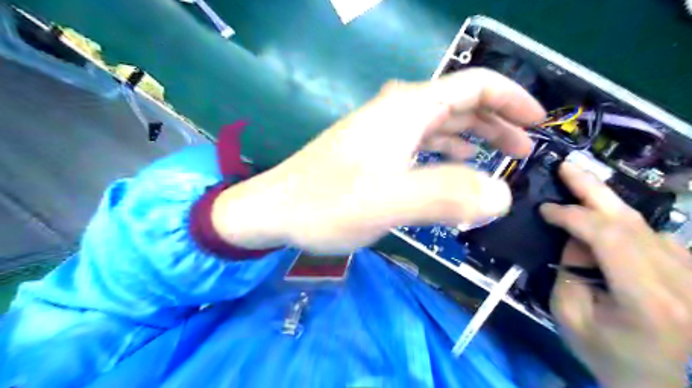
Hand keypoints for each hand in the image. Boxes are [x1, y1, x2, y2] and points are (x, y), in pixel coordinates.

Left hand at [216, 67, 545, 253]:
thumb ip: (446, 197)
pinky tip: (452, 166)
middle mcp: (395, 112)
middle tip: (523, 149)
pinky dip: (444, 151)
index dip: (512, 98)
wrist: (275, 210)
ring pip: (439, 123)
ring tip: (497, 159)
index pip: (473, 85)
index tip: (538, 121)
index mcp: (405, 111)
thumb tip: (500, 196)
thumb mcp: (388, 202)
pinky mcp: (372, 151)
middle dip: (497, 121)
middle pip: (459, 102)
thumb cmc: (326, 204)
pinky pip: (419, 143)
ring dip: (472, 137)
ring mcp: (382, 132)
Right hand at [541, 162, 691, 387]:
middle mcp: (681, 279)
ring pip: (643, 223)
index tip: (544, 210)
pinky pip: (652, 234)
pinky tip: (601, 216)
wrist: (667, 383)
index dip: (573, 215)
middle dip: (594, 188)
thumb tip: (573, 238)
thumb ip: (568, 273)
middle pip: (632, 220)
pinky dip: (621, 220)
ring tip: (577, 184)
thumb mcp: (572, 318)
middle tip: (566, 166)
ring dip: (604, 203)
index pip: (609, 237)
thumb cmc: (612, 357)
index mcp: (648, 299)